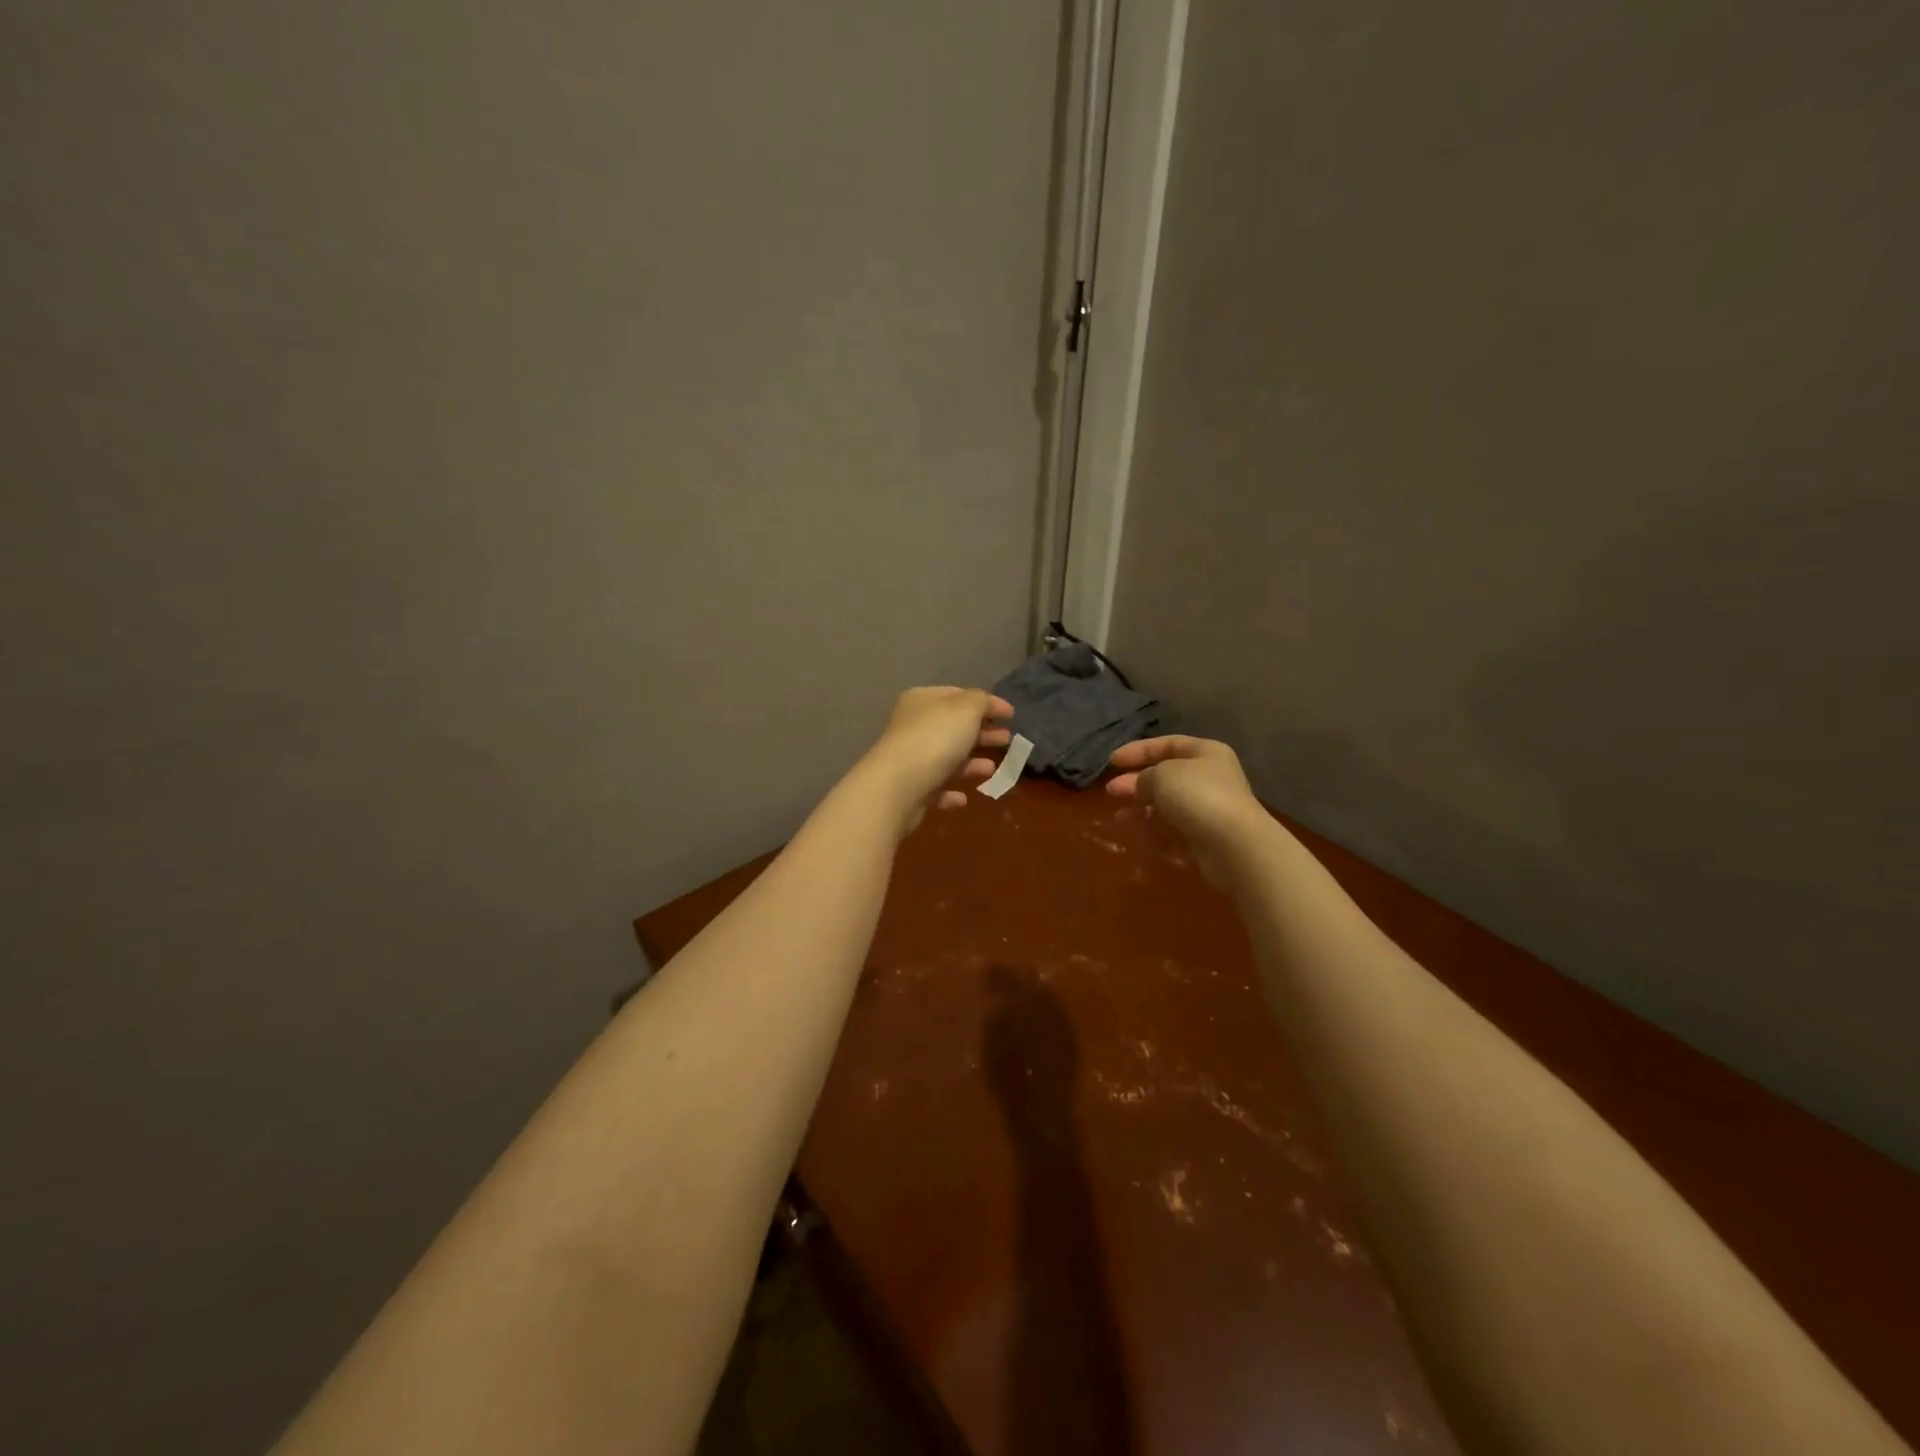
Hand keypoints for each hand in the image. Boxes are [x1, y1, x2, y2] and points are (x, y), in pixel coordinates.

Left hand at [863, 686, 1014, 834]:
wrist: (898, 787)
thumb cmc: (935, 739)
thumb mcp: (966, 709)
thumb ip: (982, 701)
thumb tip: (989, 704)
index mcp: (921, 700)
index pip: (957, 695)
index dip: (986, 703)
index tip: (1011, 715)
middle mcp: (912, 727)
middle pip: (953, 728)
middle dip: (981, 733)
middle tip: (1007, 740)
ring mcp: (909, 760)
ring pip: (946, 758)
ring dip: (970, 763)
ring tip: (993, 768)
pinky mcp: (910, 791)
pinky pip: (935, 788)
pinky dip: (951, 791)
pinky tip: (966, 797)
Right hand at [1106, 735, 1267, 879]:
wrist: (1234, 845)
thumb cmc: (1198, 797)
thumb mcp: (1162, 775)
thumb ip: (1143, 777)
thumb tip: (1138, 786)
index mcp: (1204, 753)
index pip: (1166, 744)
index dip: (1138, 750)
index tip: (1112, 761)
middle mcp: (1209, 777)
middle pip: (1165, 775)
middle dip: (1136, 783)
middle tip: (1111, 791)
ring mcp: (1208, 808)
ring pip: (1167, 805)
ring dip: (1142, 810)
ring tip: (1120, 818)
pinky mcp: (1205, 836)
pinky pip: (1174, 829)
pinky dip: (1155, 832)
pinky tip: (1139, 836)